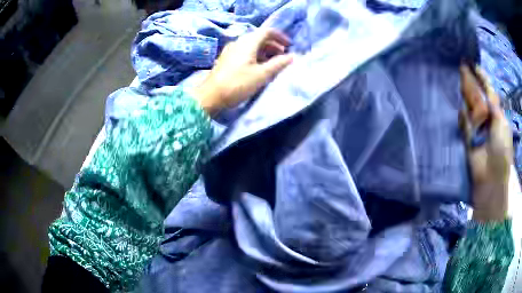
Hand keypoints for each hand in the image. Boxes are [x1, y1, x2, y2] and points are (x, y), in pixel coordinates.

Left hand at [192, 29, 293, 114]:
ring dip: (265, 51)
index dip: (280, 36)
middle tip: (283, 56)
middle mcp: (238, 42)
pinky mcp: (226, 59)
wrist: (210, 96)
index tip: (289, 45)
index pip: (267, 31)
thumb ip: (278, 64)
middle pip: (259, 38)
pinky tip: (258, 67)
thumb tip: (291, 56)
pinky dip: (255, 55)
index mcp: (248, 42)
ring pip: (252, 45)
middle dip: (274, 45)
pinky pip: (244, 52)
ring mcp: (231, 50)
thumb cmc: (237, 84)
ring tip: (273, 63)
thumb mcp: (261, 74)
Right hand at [459, 65, 512, 221]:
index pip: (488, 90)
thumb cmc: (501, 150)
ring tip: (458, 79)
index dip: (482, 78)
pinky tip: (460, 107)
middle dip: (471, 81)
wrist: (490, 177)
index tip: (473, 64)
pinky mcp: (467, 136)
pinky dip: (462, 115)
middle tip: (462, 66)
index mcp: (496, 113)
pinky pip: (463, 121)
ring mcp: (476, 126)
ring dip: (465, 94)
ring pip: (469, 105)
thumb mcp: (501, 124)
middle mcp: (486, 116)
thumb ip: (493, 106)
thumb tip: (484, 92)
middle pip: (477, 94)